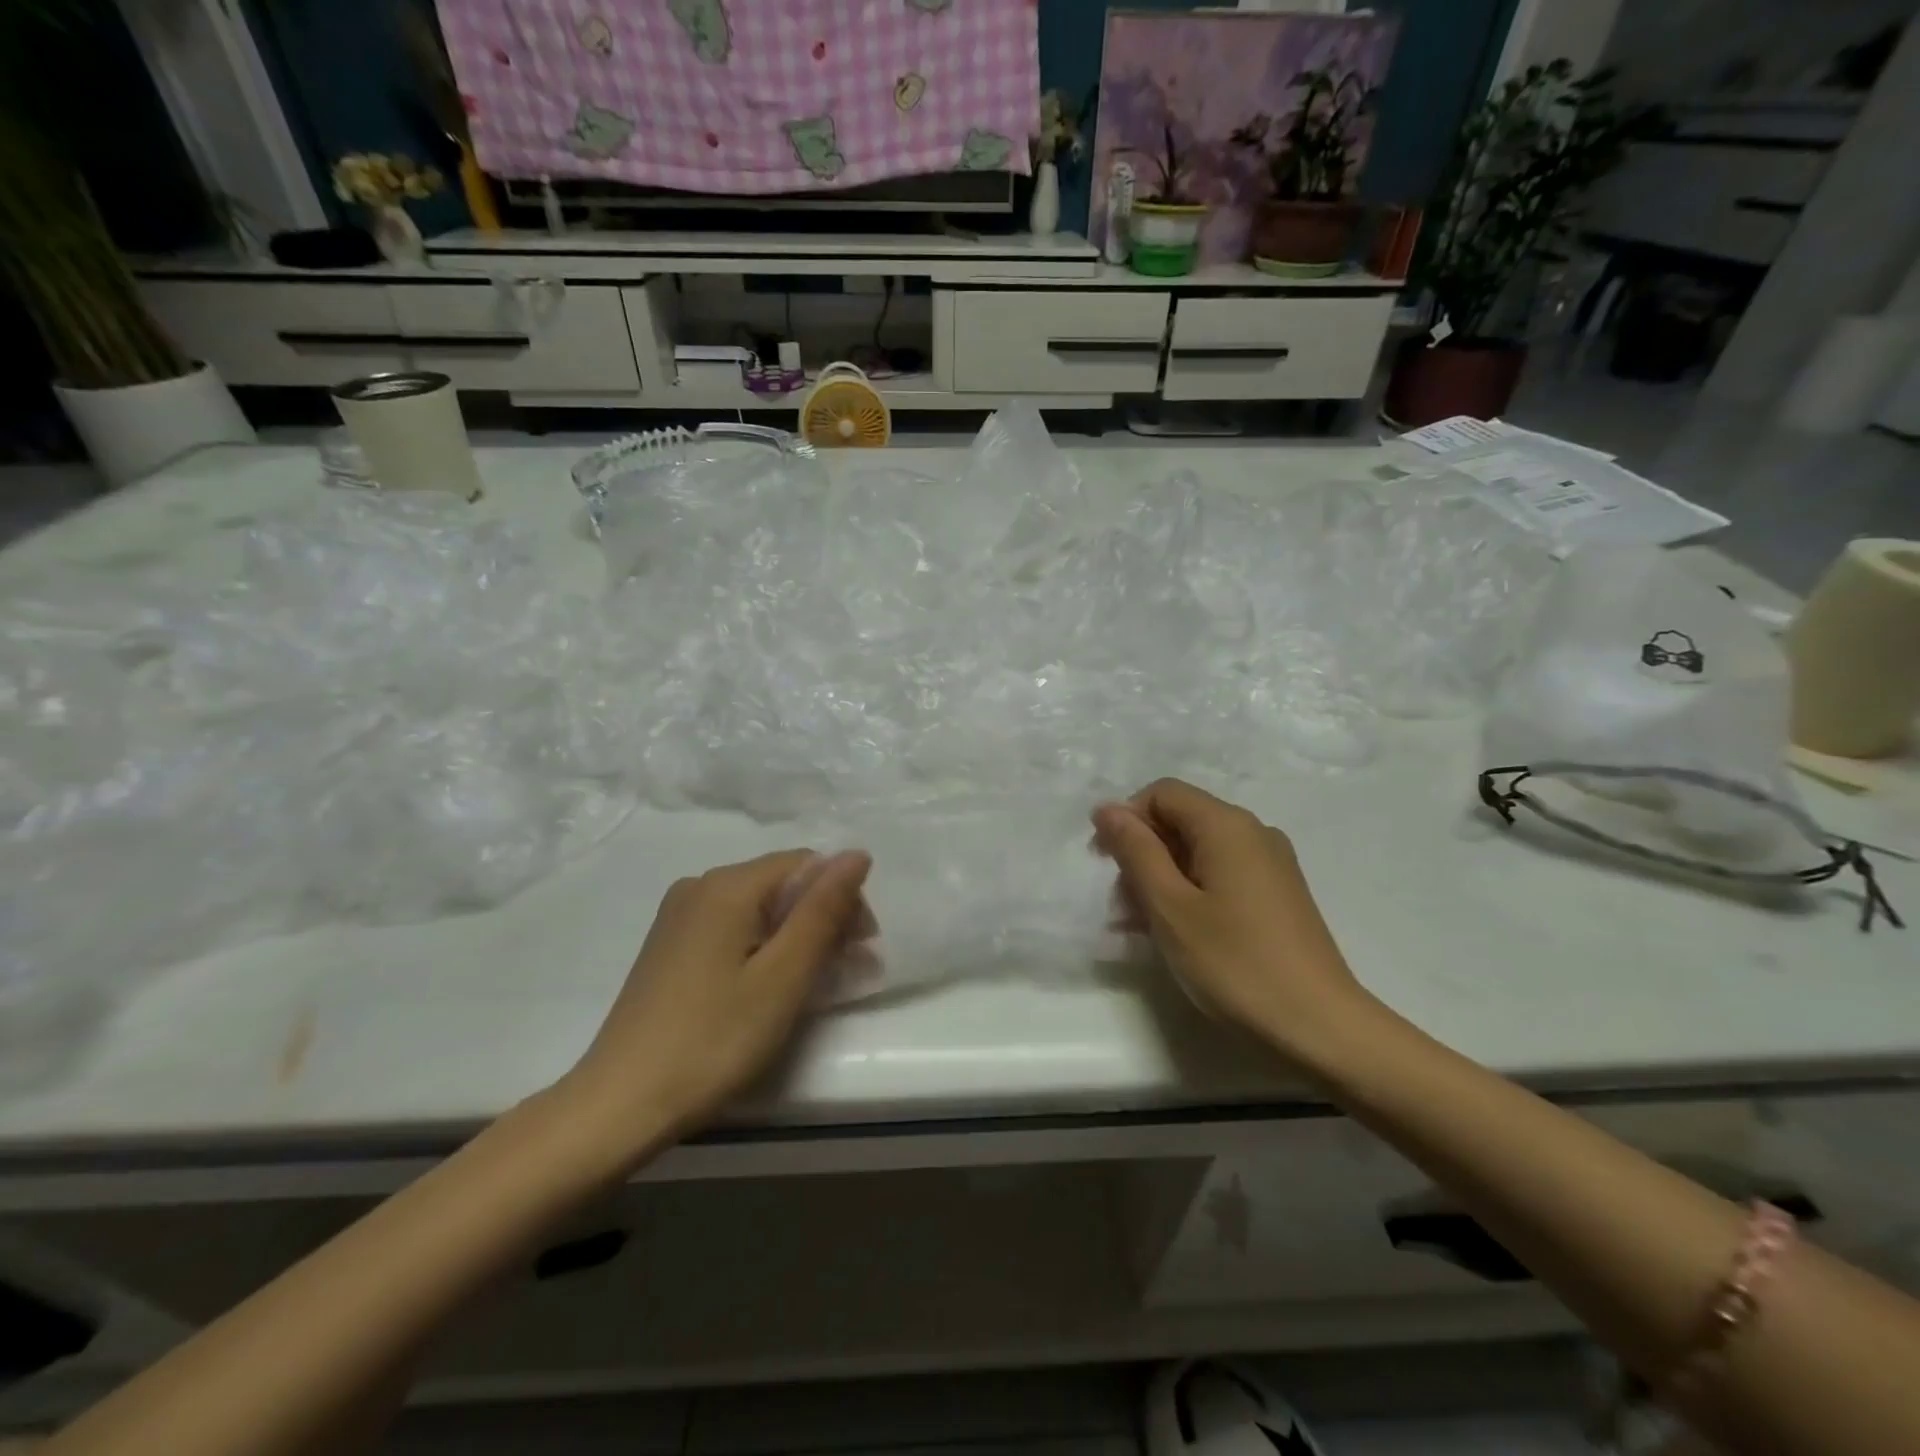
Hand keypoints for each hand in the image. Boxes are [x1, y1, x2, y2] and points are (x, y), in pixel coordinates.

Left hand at [558, 849, 871, 1163]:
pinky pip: (732, 928)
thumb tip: (857, 854)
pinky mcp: (670, 946)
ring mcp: (679, 916)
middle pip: (782, 883)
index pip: (807, 865)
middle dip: (822, 918)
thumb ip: (822, 911)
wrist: (619, 1104)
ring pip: (758, 908)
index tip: (861, 949)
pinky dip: (763, 948)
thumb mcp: (783, 977)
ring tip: (813, 985)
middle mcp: (700, 886)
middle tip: (846, 972)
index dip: (843, 899)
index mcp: (728, 885)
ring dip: (795, 937)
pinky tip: (768, 987)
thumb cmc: (713, 1040)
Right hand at [1093, 779, 1372, 1063]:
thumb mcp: (1170, 906)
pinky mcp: (1278, 894)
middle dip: (1143, 853)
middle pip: (1182, 820)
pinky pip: (1222, 874)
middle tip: (1122, 906)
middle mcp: (1253, 832)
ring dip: (1162, 878)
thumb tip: (1108, 808)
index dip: (1127, 819)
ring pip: (1199, 851)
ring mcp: (1271, 864)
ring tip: (1142, 927)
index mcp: (1227, 825)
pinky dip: (1191, 892)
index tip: (1106, 865)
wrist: (1320, 1026)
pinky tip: (1177, 933)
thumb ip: (1136, 851)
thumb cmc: (1234, 962)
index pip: (1162, 793)